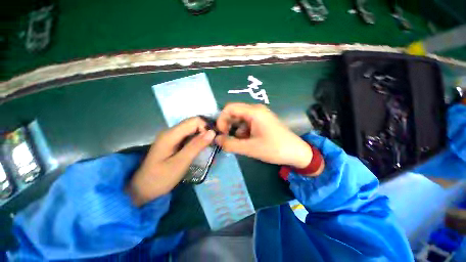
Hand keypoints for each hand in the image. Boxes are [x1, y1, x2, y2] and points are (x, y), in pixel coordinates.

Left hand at [127, 117, 215, 205]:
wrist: (143, 189)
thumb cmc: (160, 178)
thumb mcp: (180, 163)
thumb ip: (196, 146)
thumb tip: (212, 132)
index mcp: (171, 134)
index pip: (194, 121)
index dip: (206, 127)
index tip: (212, 140)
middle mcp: (171, 131)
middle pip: (193, 123)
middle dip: (205, 132)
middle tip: (212, 145)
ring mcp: (172, 137)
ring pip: (192, 130)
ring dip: (202, 137)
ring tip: (208, 148)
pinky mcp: (174, 142)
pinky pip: (189, 136)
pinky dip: (197, 141)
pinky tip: (200, 150)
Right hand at [215, 103, 312, 168]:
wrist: (296, 153)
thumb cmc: (274, 149)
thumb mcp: (250, 148)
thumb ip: (230, 144)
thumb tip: (216, 139)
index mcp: (253, 112)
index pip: (229, 108)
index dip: (221, 119)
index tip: (221, 133)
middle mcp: (256, 110)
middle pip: (234, 113)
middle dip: (228, 126)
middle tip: (227, 140)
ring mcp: (259, 116)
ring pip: (240, 120)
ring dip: (235, 131)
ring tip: (238, 143)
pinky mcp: (262, 122)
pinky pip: (247, 124)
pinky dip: (243, 132)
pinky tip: (246, 142)